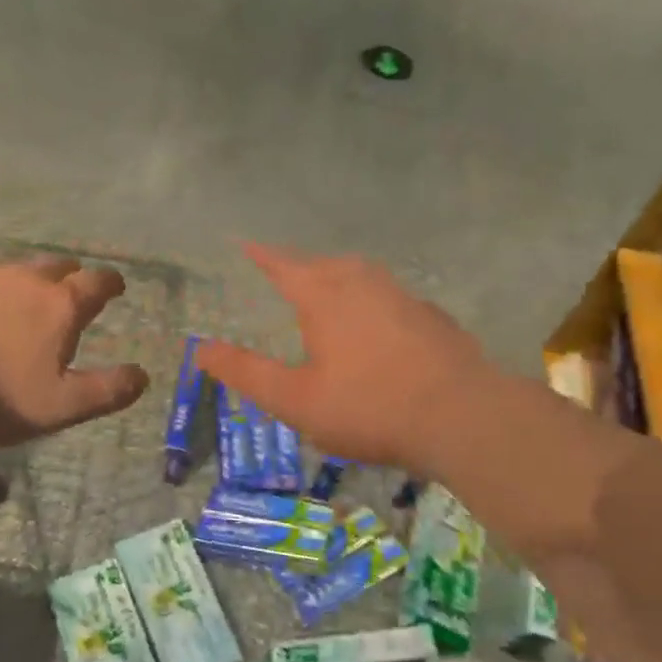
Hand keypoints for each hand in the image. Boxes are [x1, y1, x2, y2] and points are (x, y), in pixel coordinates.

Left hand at [0, 257, 148, 448]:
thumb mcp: (58, 407)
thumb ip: (106, 390)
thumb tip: (143, 375)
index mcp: (59, 305)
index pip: (97, 281)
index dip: (110, 283)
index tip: (115, 286)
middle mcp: (23, 279)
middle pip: (56, 266)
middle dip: (68, 277)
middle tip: (67, 294)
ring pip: (11, 270)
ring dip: (21, 284)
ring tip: (15, 306)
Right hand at [197, 243, 500, 476]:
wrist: (462, 417)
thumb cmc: (368, 407)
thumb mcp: (295, 400)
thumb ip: (246, 372)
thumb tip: (199, 348)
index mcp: (324, 295)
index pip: (282, 264)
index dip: (261, 256)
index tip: (244, 244)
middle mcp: (363, 282)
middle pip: (323, 265)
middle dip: (300, 268)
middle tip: (283, 277)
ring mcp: (403, 296)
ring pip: (361, 276)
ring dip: (338, 280)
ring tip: (327, 296)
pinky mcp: (431, 317)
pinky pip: (389, 298)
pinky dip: (371, 304)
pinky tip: (377, 329)